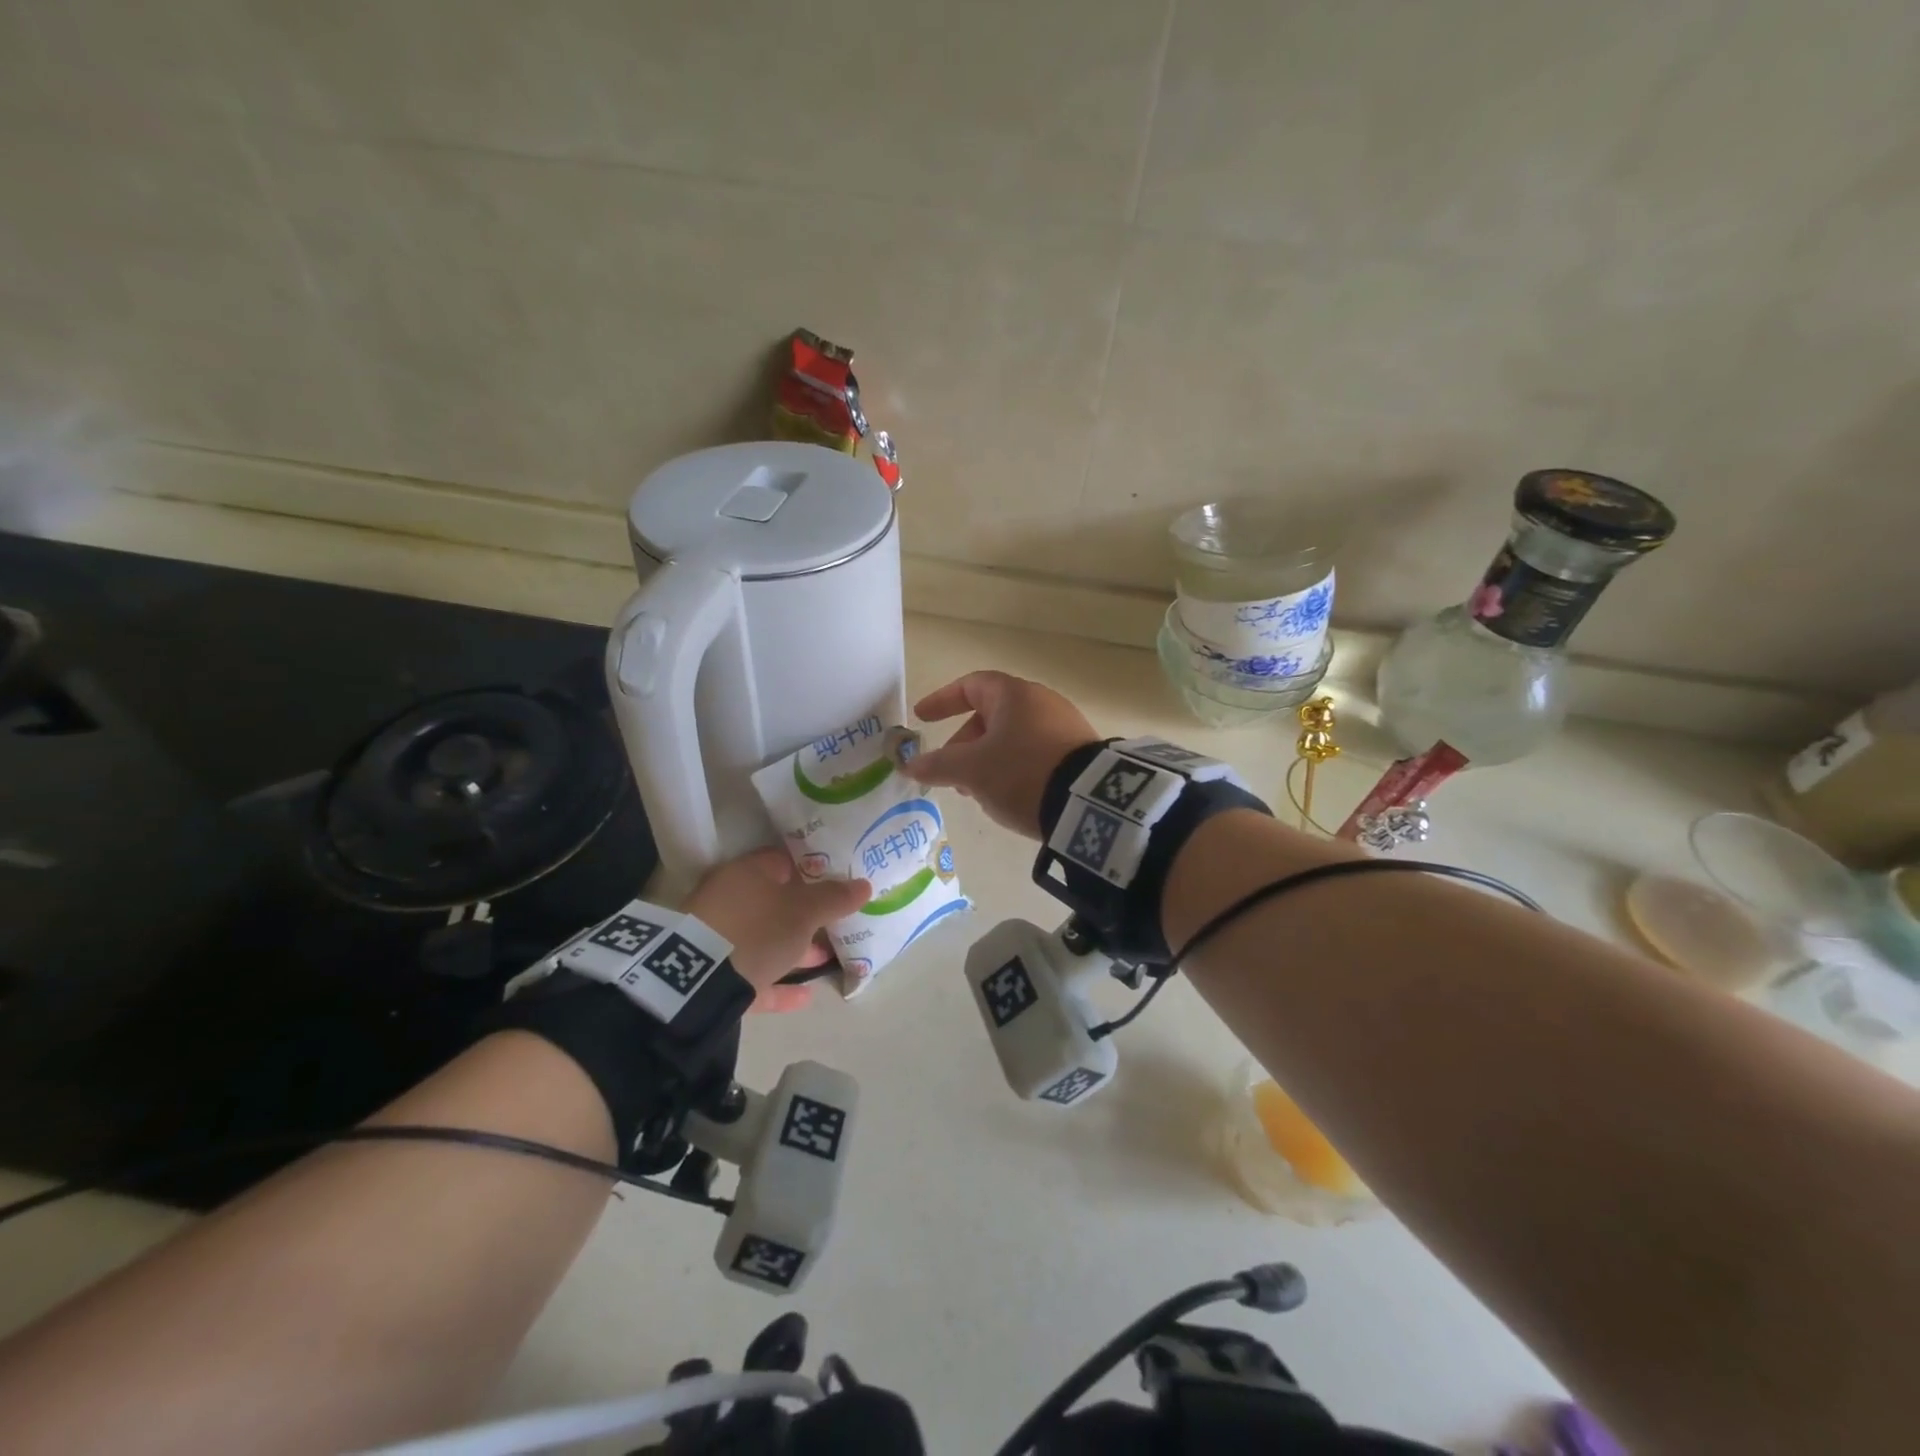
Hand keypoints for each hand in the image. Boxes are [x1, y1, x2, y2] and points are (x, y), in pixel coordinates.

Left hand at [683, 848, 870, 1011]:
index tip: (839, 882)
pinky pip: (754, 975)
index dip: (813, 870)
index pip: (784, 862)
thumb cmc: (757, 929)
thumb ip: (835, 898)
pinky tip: (806, 996)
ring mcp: (720, 938)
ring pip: (766, 939)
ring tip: (828, 959)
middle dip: (807, 915)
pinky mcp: (715, 975)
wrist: (698, 982)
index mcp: (748, 874)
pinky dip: (779, 985)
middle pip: (776, 903)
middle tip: (838, 923)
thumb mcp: (804, 912)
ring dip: (795, 950)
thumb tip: (864, 884)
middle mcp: (731, 900)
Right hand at [901, 671, 1098, 838]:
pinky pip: (1034, 754)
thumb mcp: (972, 770)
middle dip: (964, 744)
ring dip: (987, 761)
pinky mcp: (1078, 753)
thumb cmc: (1021, 772)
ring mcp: (1064, 727)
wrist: (1089, 802)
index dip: (942, 700)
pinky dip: (1013, 769)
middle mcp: (1041, 702)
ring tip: (978, 793)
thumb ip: (937, 765)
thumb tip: (910, 764)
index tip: (922, 717)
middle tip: (950, 774)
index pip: (971, 686)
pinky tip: (1010, 797)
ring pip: (1012, 738)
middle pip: (991, 715)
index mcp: (1014, 695)